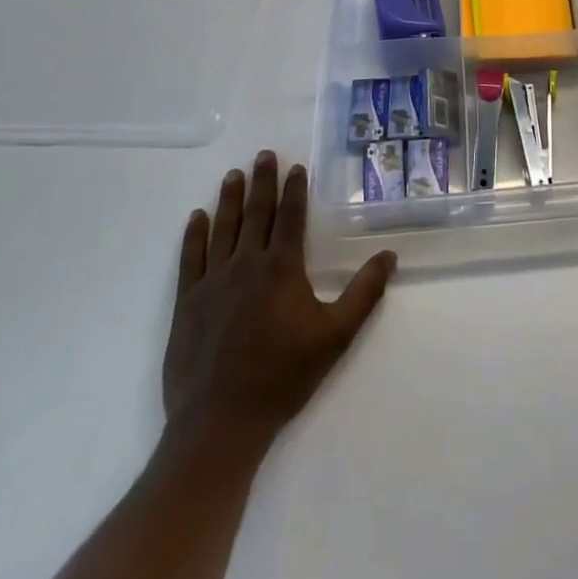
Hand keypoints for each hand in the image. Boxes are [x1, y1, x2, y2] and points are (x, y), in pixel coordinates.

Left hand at [162, 151, 396, 455]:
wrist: (220, 423)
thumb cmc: (283, 376)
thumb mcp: (336, 336)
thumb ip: (364, 293)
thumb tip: (390, 255)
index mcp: (282, 268)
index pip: (290, 218)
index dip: (294, 190)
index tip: (294, 166)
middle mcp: (246, 265)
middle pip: (256, 214)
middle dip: (261, 182)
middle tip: (262, 154)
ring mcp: (213, 282)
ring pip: (223, 229)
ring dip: (229, 199)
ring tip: (233, 175)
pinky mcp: (187, 303)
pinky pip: (191, 258)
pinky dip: (194, 235)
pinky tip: (197, 217)